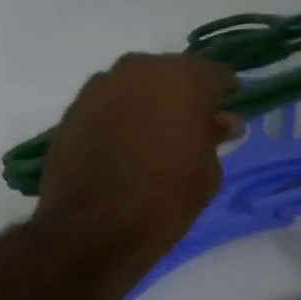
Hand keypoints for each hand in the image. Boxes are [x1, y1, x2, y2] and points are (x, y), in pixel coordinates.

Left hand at [34, 54, 238, 299]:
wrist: (89, 230)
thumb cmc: (163, 202)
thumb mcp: (206, 174)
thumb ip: (215, 138)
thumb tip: (221, 122)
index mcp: (183, 79)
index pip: (214, 74)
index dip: (223, 95)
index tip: (226, 117)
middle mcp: (140, 69)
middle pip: (172, 75)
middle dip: (184, 98)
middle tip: (191, 129)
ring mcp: (102, 85)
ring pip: (137, 86)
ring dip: (149, 105)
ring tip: (154, 139)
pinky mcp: (75, 107)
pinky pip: (110, 103)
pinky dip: (121, 116)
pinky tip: (124, 146)